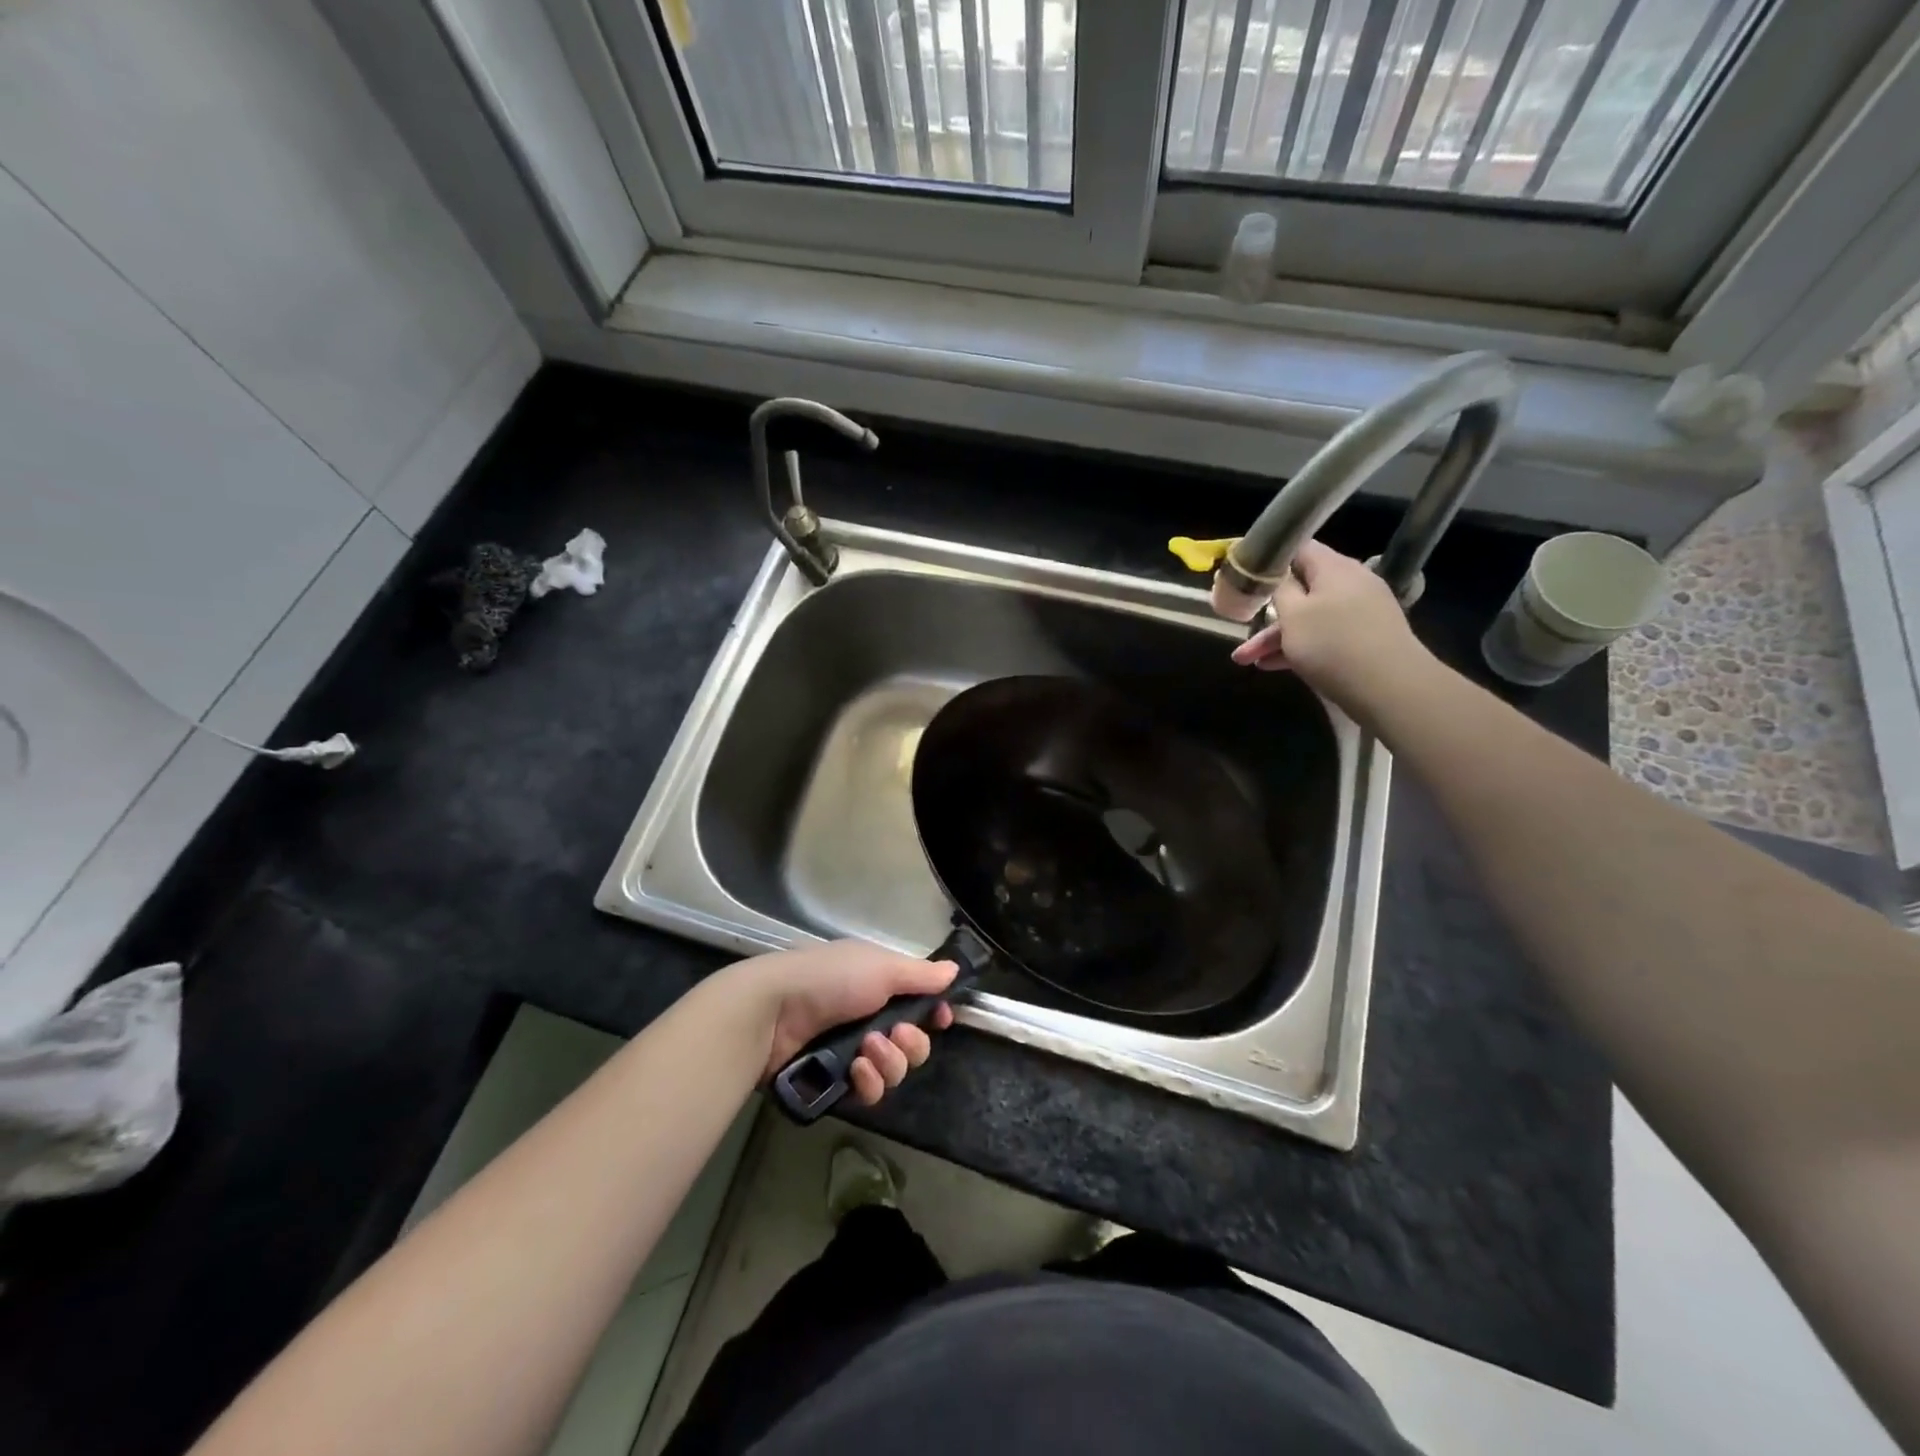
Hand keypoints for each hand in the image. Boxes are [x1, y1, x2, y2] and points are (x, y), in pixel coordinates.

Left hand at [733, 940, 957, 1106]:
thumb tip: (954, 970)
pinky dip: (868, 1082)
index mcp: (879, 984)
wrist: (772, 1010)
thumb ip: (921, 975)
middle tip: (896, 1035)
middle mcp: (869, 1016)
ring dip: (889, 1063)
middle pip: (913, 1044)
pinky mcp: (834, 1081)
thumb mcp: (882, 967)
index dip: (933, 1015)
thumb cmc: (830, 978)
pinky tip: (855, 1071)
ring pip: (894, 1071)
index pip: (918, 1005)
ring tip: (867, 1051)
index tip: (940, 1019)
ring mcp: (850, 1051)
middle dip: (913, 1044)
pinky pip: (868, 1092)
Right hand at [1228, 540, 1434, 720]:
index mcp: (1334, 568)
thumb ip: (1279, 588)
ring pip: (1309, 617)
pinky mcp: (1364, 638)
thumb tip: (1277, 572)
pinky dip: (1299, 647)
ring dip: (1277, 636)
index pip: (1298, 547)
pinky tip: (1273, 666)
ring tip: (1247, 661)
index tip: (1245, 575)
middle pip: (1301, 588)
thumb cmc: (1333, 644)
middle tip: (1240, 625)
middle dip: (1267, 610)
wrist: (1390, 688)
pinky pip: (1324, 635)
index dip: (1269, 558)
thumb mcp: (1293, 614)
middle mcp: (1350, 583)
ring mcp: (1360, 612)